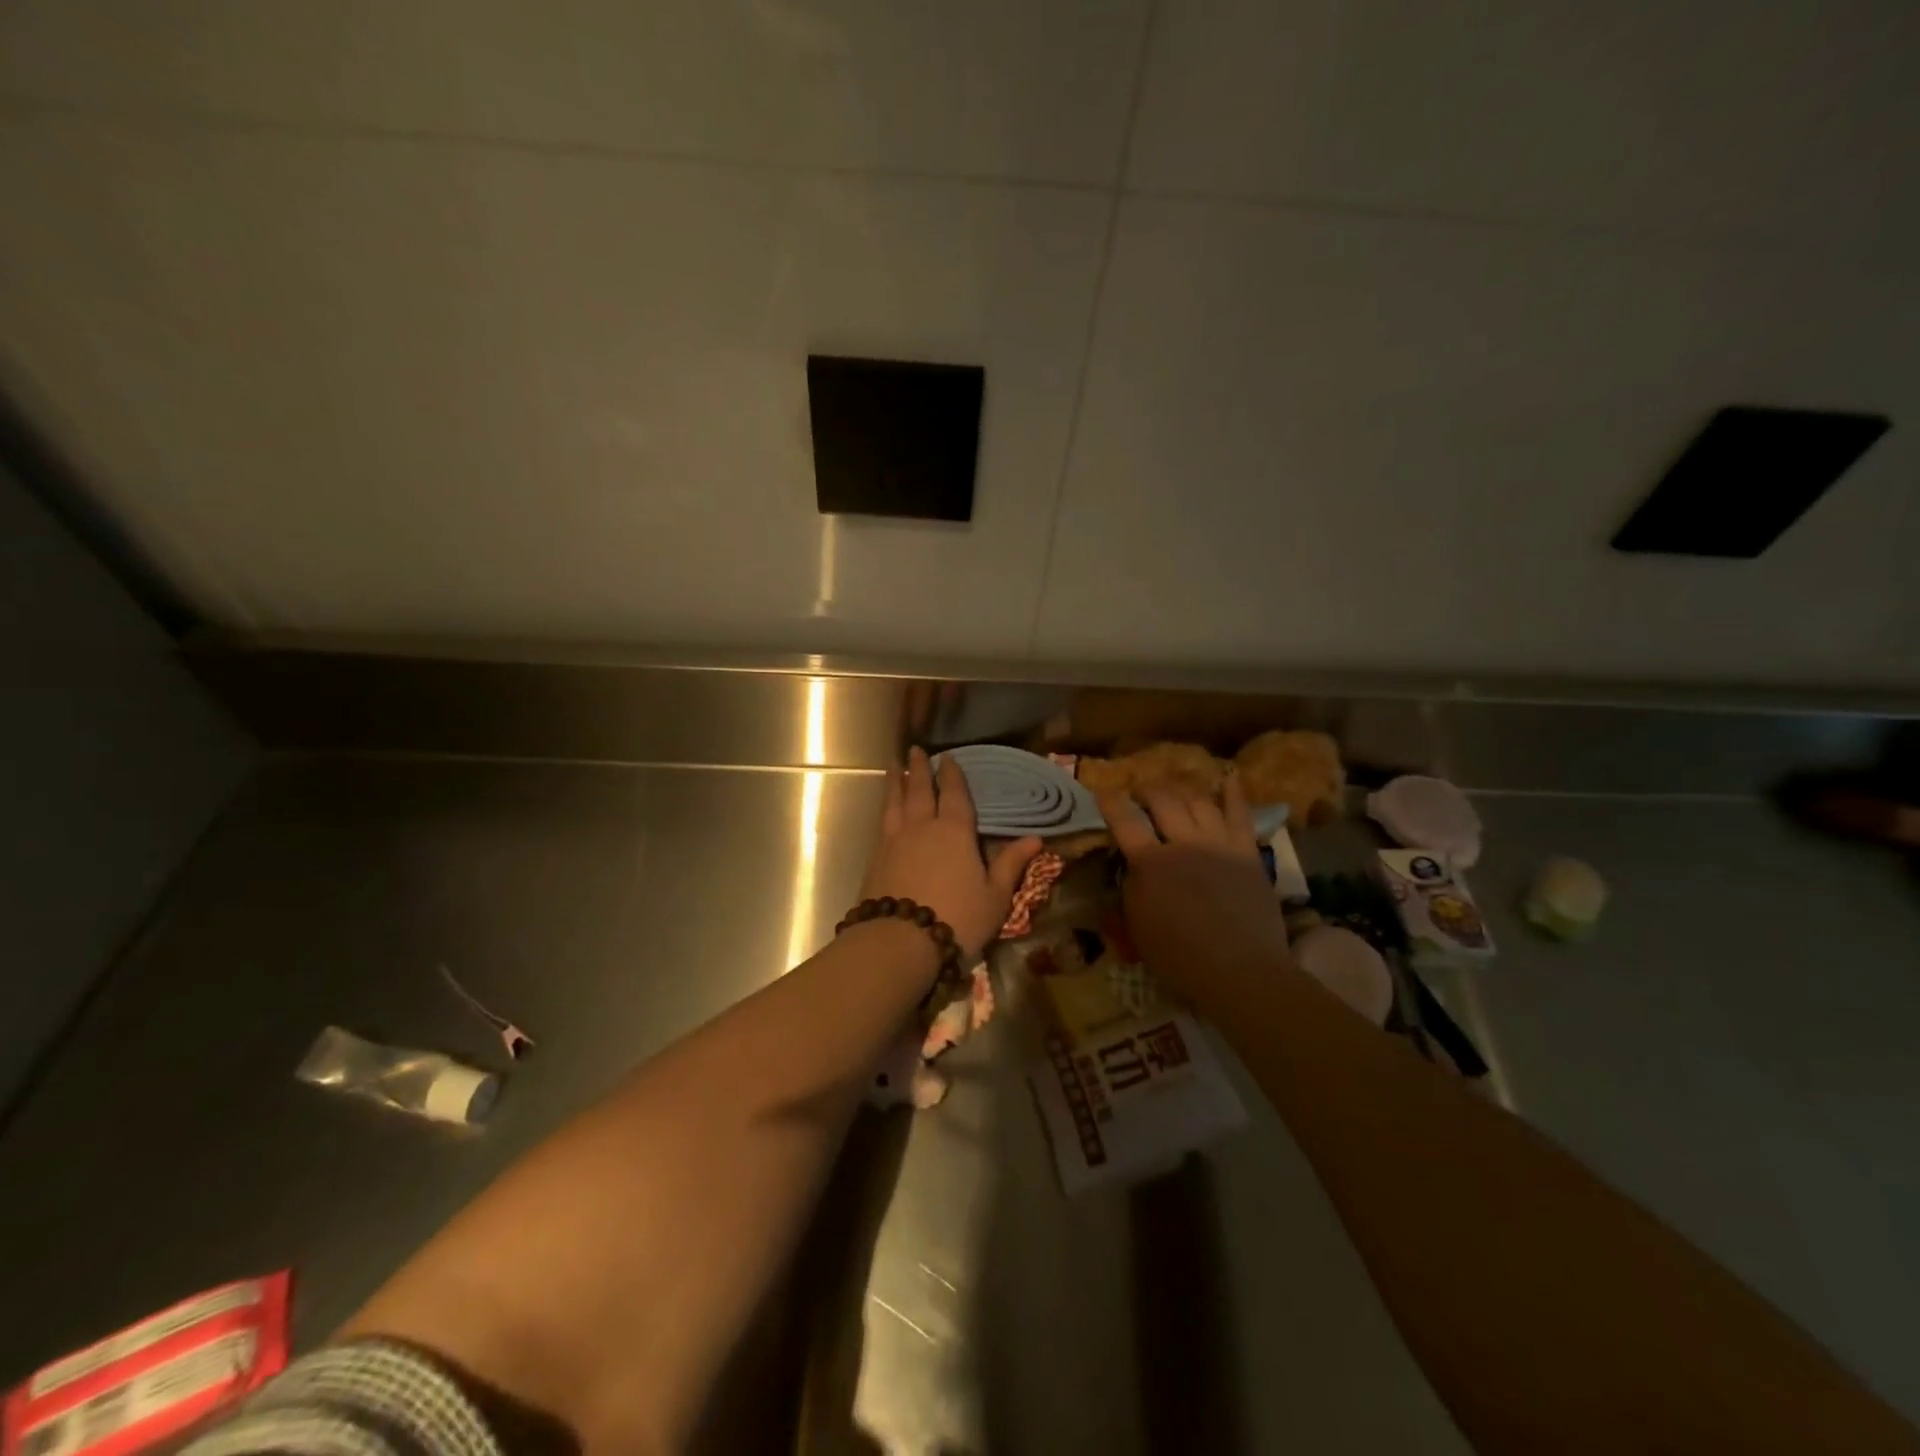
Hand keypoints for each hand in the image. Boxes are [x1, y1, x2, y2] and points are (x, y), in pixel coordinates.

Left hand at [861, 747, 1042, 963]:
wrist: (899, 940)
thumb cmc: (957, 918)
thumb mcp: (995, 896)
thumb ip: (1011, 864)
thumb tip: (1036, 839)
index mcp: (955, 832)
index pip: (955, 795)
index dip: (952, 775)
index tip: (948, 756)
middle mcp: (923, 827)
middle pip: (920, 790)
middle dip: (919, 769)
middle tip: (915, 749)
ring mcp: (895, 840)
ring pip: (896, 801)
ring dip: (896, 781)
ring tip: (893, 765)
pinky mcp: (876, 858)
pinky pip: (883, 822)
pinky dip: (886, 807)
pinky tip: (886, 809)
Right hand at [1096, 772, 1291, 1000]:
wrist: (1241, 971)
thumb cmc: (1180, 958)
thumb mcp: (1137, 927)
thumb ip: (1131, 889)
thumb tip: (1132, 867)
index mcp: (1151, 863)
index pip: (1124, 820)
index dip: (1111, 802)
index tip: (1103, 792)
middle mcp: (1183, 843)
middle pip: (1162, 800)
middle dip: (1147, 789)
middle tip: (1140, 792)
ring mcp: (1218, 844)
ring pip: (1198, 800)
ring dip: (1181, 789)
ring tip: (1174, 789)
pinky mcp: (1247, 852)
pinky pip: (1241, 814)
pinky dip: (1233, 793)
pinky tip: (1229, 778)